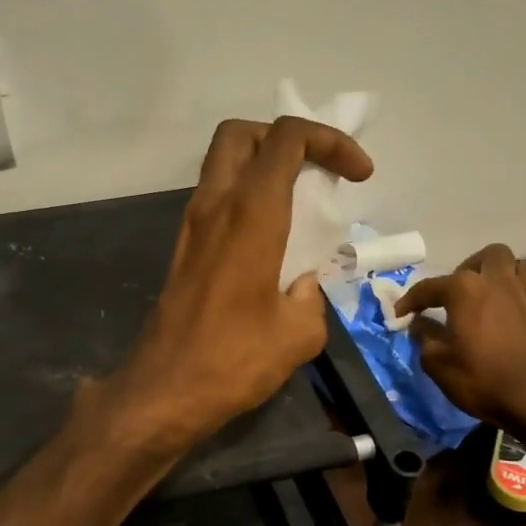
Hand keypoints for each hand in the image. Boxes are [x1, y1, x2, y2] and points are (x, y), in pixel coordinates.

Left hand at [108, 116, 372, 448]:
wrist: (164, 391)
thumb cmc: (234, 359)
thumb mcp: (299, 334)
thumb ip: (312, 298)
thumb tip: (303, 286)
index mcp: (251, 213)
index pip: (288, 137)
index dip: (330, 141)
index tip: (360, 174)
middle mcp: (215, 205)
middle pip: (241, 134)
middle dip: (283, 138)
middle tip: (314, 169)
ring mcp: (192, 226)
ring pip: (222, 165)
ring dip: (261, 168)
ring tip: (298, 203)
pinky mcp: (183, 250)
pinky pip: (215, 200)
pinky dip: (245, 199)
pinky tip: (271, 240)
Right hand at [396, 245, 525, 428]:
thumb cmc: (482, 377)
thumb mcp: (438, 362)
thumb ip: (424, 337)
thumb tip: (419, 323)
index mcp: (465, 289)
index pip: (429, 287)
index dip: (410, 300)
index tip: (400, 313)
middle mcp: (496, 281)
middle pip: (485, 256)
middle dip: (467, 268)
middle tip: (455, 294)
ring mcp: (524, 293)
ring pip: (514, 265)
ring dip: (497, 273)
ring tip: (484, 296)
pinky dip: (512, 294)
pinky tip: (503, 316)